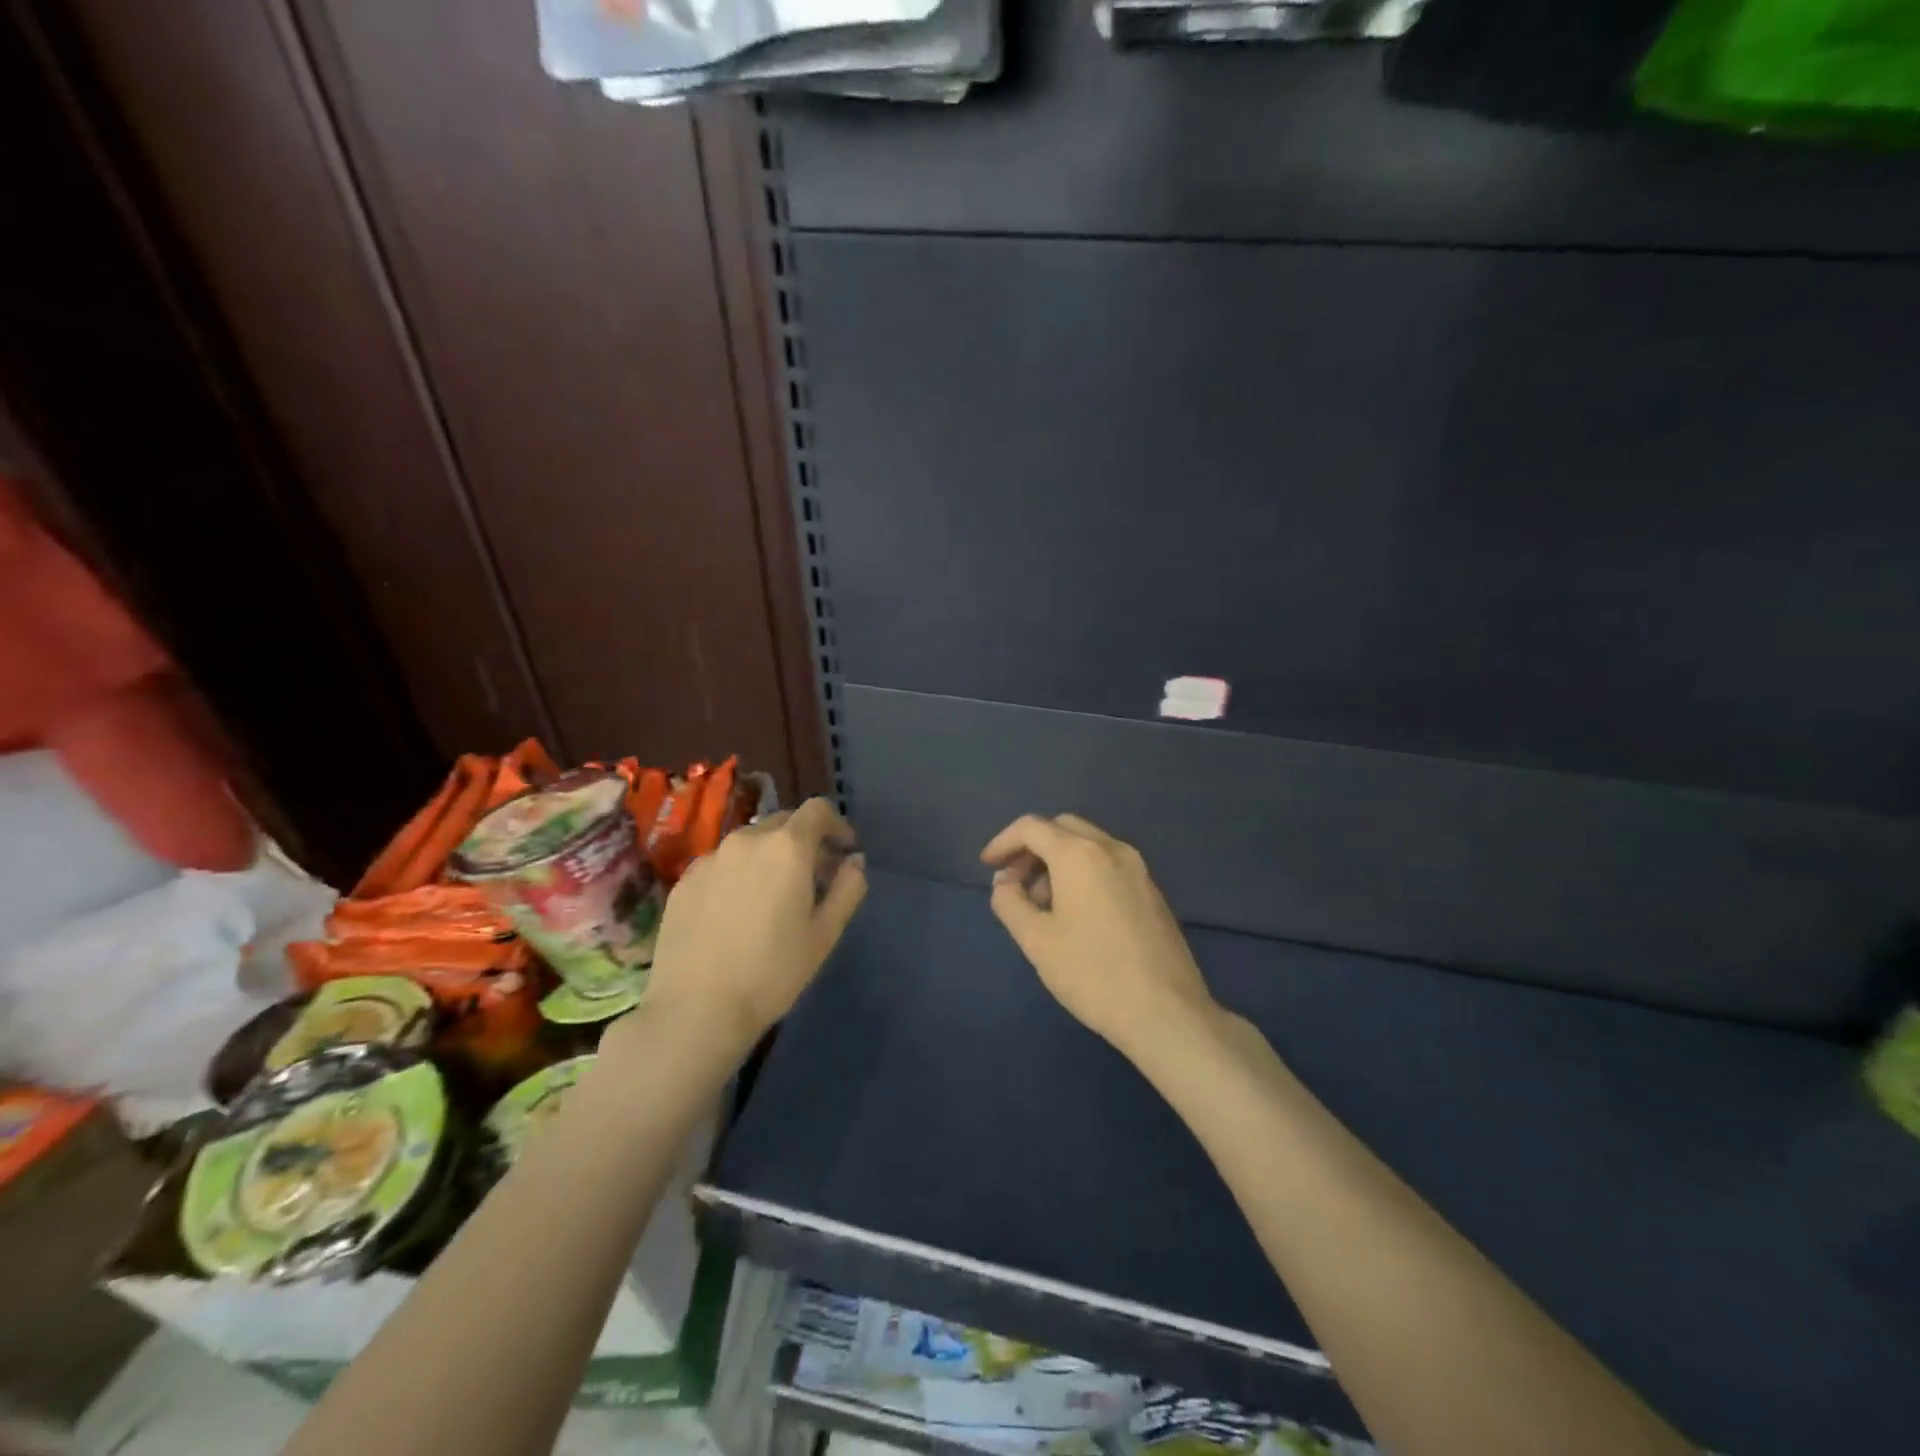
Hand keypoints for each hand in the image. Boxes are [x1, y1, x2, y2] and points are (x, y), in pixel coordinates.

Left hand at [621, 798, 866, 1059]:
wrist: (695, 1009)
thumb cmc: (772, 972)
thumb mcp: (825, 934)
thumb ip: (848, 888)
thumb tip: (854, 861)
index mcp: (787, 847)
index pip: (817, 811)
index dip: (837, 824)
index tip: (845, 850)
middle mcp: (746, 840)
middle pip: (783, 823)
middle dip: (804, 841)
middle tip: (815, 877)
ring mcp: (710, 858)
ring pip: (750, 843)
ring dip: (770, 857)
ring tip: (774, 896)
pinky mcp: (684, 881)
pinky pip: (721, 864)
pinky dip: (738, 874)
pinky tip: (737, 912)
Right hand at [981, 814, 1215, 1059]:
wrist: (1166, 1012)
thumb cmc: (1092, 974)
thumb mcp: (1036, 940)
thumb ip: (1010, 902)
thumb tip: (1004, 882)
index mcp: (1079, 854)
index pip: (1031, 827)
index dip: (1003, 842)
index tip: (987, 866)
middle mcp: (1111, 848)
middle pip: (1062, 828)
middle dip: (1032, 847)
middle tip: (1014, 881)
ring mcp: (1138, 868)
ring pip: (1088, 844)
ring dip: (1057, 860)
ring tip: (1042, 904)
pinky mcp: (1152, 890)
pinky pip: (1108, 863)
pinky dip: (1083, 871)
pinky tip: (1075, 912)